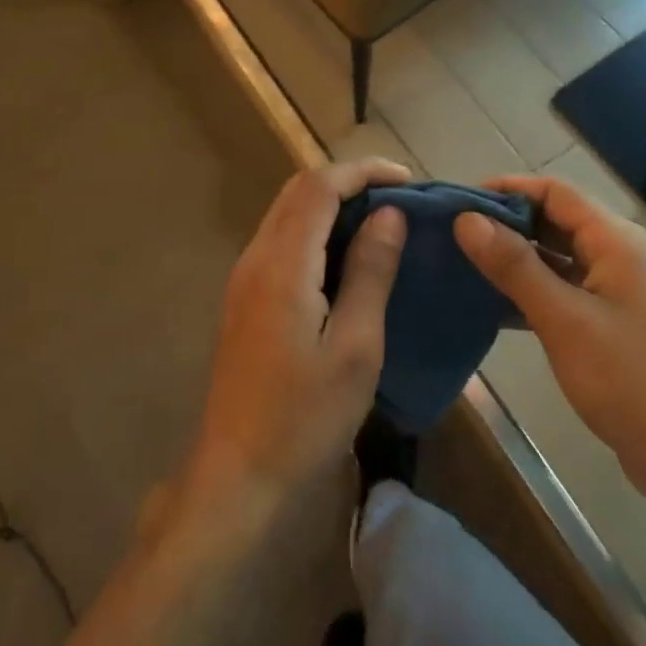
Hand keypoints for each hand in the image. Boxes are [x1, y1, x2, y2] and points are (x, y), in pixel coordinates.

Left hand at [179, 158, 409, 527]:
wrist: (237, 473)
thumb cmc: (304, 417)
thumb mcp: (355, 347)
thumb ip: (370, 272)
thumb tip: (389, 214)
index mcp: (282, 265)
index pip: (318, 186)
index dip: (363, 172)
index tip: (408, 181)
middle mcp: (255, 258)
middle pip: (297, 191)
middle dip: (348, 182)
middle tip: (398, 198)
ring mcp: (244, 278)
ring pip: (287, 214)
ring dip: (331, 204)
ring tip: (381, 222)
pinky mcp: (244, 299)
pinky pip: (281, 241)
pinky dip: (316, 231)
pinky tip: (347, 257)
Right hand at [454, 176, 645, 507]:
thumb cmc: (627, 379)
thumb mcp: (562, 318)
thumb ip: (513, 265)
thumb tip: (465, 219)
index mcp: (615, 240)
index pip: (554, 192)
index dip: (506, 189)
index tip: (458, 203)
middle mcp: (616, 252)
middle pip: (554, 218)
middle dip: (504, 222)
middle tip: (452, 234)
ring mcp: (613, 287)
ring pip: (554, 254)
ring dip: (513, 256)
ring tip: (462, 262)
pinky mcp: (606, 317)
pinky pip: (559, 285)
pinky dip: (527, 287)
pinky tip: (489, 301)